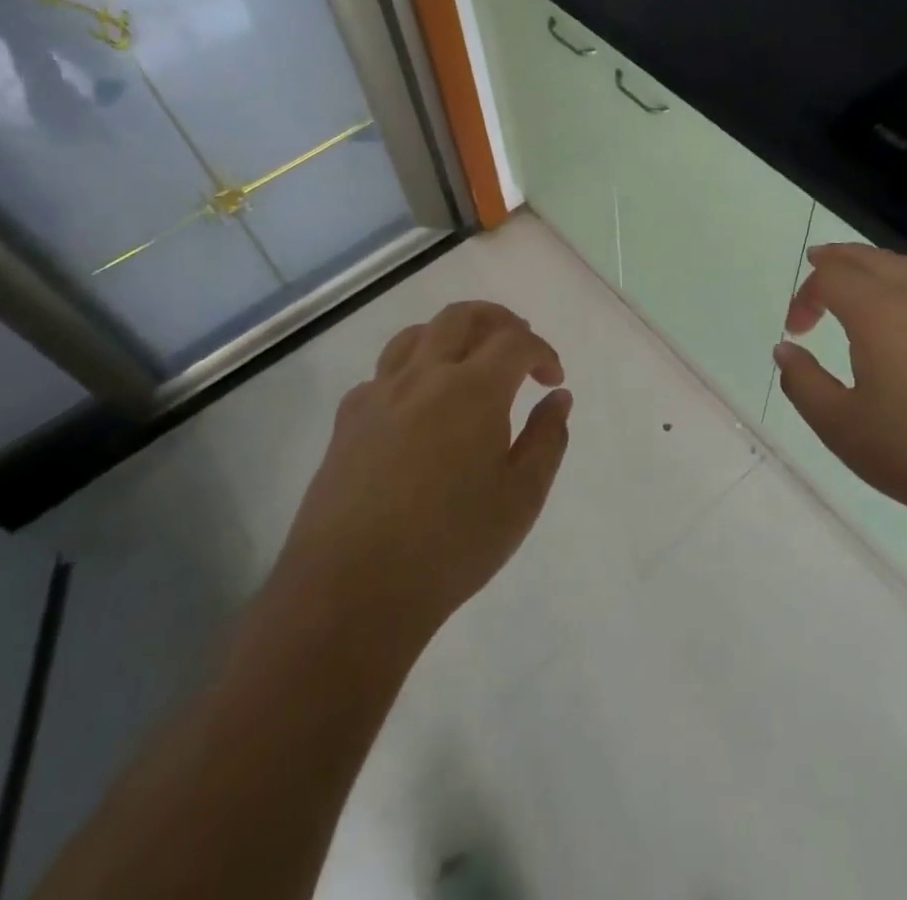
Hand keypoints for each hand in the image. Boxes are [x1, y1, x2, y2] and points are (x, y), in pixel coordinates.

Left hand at [274, 302, 571, 645]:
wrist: (353, 591)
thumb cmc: (451, 546)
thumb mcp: (522, 498)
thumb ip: (547, 439)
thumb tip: (558, 398)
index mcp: (473, 389)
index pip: (515, 341)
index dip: (542, 351)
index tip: (552, 380)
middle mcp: (424, 376)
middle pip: (462, 316)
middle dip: (498, 321)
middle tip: (518, 348)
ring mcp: (380, 394)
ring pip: (417, 334)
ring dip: (451, 335)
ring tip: (468, 362)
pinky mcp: (348, 419)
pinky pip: (383, 373)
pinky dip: (412, 371)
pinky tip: (418, 406)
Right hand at [773, 245, 906, 548]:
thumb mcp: (840, 426)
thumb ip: (803, 383)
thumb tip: (785, 350)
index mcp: (879, 312)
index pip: (832, 278)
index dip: (806, 295)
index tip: (797, 331)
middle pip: (873, 259)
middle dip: (839, 261)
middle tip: (818, 265)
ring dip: (882, 266)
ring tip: (869, 279)